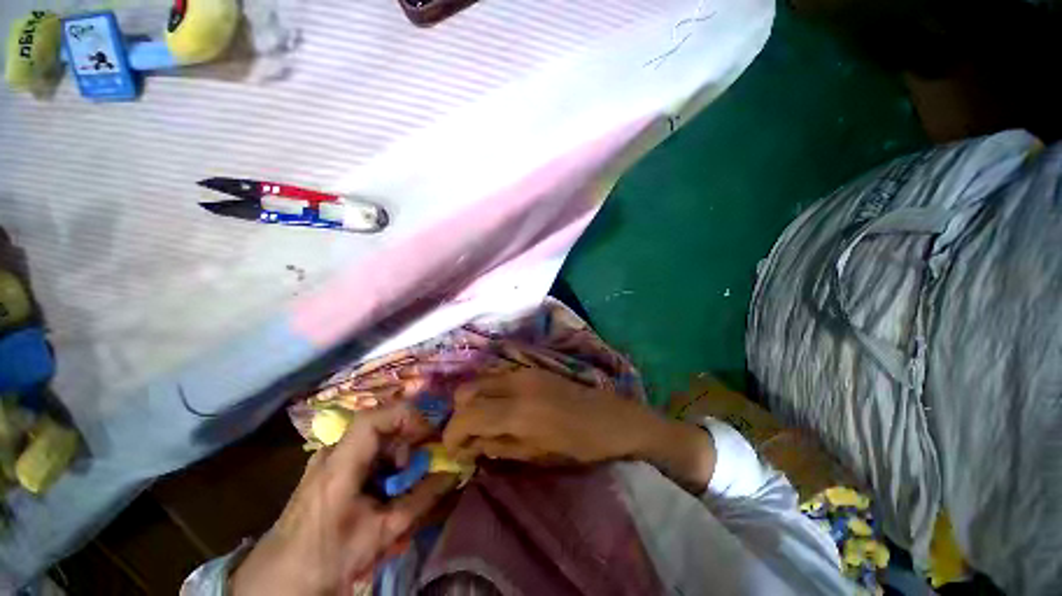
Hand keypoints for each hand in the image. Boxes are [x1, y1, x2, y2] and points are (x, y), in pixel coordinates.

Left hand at [231, 404, 457, 595]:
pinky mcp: (327, 470)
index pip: (374, 418)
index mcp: (339, 465)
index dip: (406, 416)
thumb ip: (420, 500)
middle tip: (422, 464)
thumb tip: (453, 472)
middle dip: (407, 440)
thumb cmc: (329, 557)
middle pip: (378, 426)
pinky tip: (386, 489)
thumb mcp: (380, 532)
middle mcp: (331, 453)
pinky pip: (364, 453)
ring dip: (396, 454)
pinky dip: (384, 464)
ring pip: (373, 439)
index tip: (429, 434)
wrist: (279, 582)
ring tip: (404, 482)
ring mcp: (327, 460)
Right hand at [443, 368, 650, 464]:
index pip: (466, 414)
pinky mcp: (531, 369)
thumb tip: (468, 445)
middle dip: (460, 416)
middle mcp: (515, 383)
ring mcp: (523, 371)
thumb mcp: (536, 455)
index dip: (453, 434)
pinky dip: (488, 394)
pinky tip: (500, 411)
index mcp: (517, 410)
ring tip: (484, 425)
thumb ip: (497, 446)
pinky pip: (496, 378)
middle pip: (466, 390)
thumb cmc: (578, 445)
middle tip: (468, 438)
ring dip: (473, 403)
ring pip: (479, 381)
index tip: (454, 451)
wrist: (611, 418)